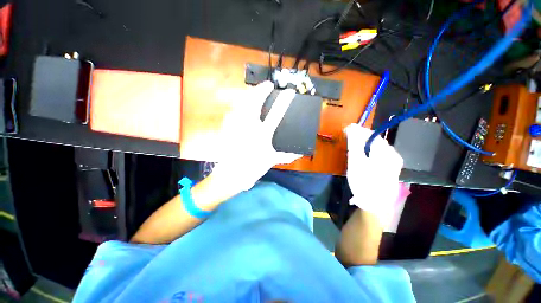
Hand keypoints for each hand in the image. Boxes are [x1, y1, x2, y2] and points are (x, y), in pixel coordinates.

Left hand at [211, 81, 301, 192]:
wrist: (230, 175)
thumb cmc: (252, 168)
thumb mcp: (271, 161)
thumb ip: (286, 156)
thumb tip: (299, 154)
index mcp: (262, 134)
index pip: (276, 114)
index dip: (284, 101)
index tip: (290, 92)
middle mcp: (248, 126)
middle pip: (254, 101)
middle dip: (261, 90)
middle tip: (267, 85)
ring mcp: (235, 126)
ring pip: (241, 103)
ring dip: (249, 95)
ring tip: (254, 92)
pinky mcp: (227, 128)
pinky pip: (232, 112)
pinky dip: (238, 106)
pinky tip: (241, 105)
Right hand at [344, 124, 403, 226]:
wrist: (375, 205)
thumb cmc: (364, 182)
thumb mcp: (356, 161)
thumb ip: (354, 142)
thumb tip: (351, 127)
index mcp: (386, 151)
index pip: (370, 134)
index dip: (357, 131)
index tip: (345, 131)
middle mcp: (393, 154)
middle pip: (374, 141)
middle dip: (360, 140)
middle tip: (347, 143)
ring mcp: (393, 162)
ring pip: (375, 148)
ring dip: (363, 147)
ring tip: (352, 151)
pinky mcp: (390, 169)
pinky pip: (377, 155)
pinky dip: (367, 154)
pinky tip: (361, 160)